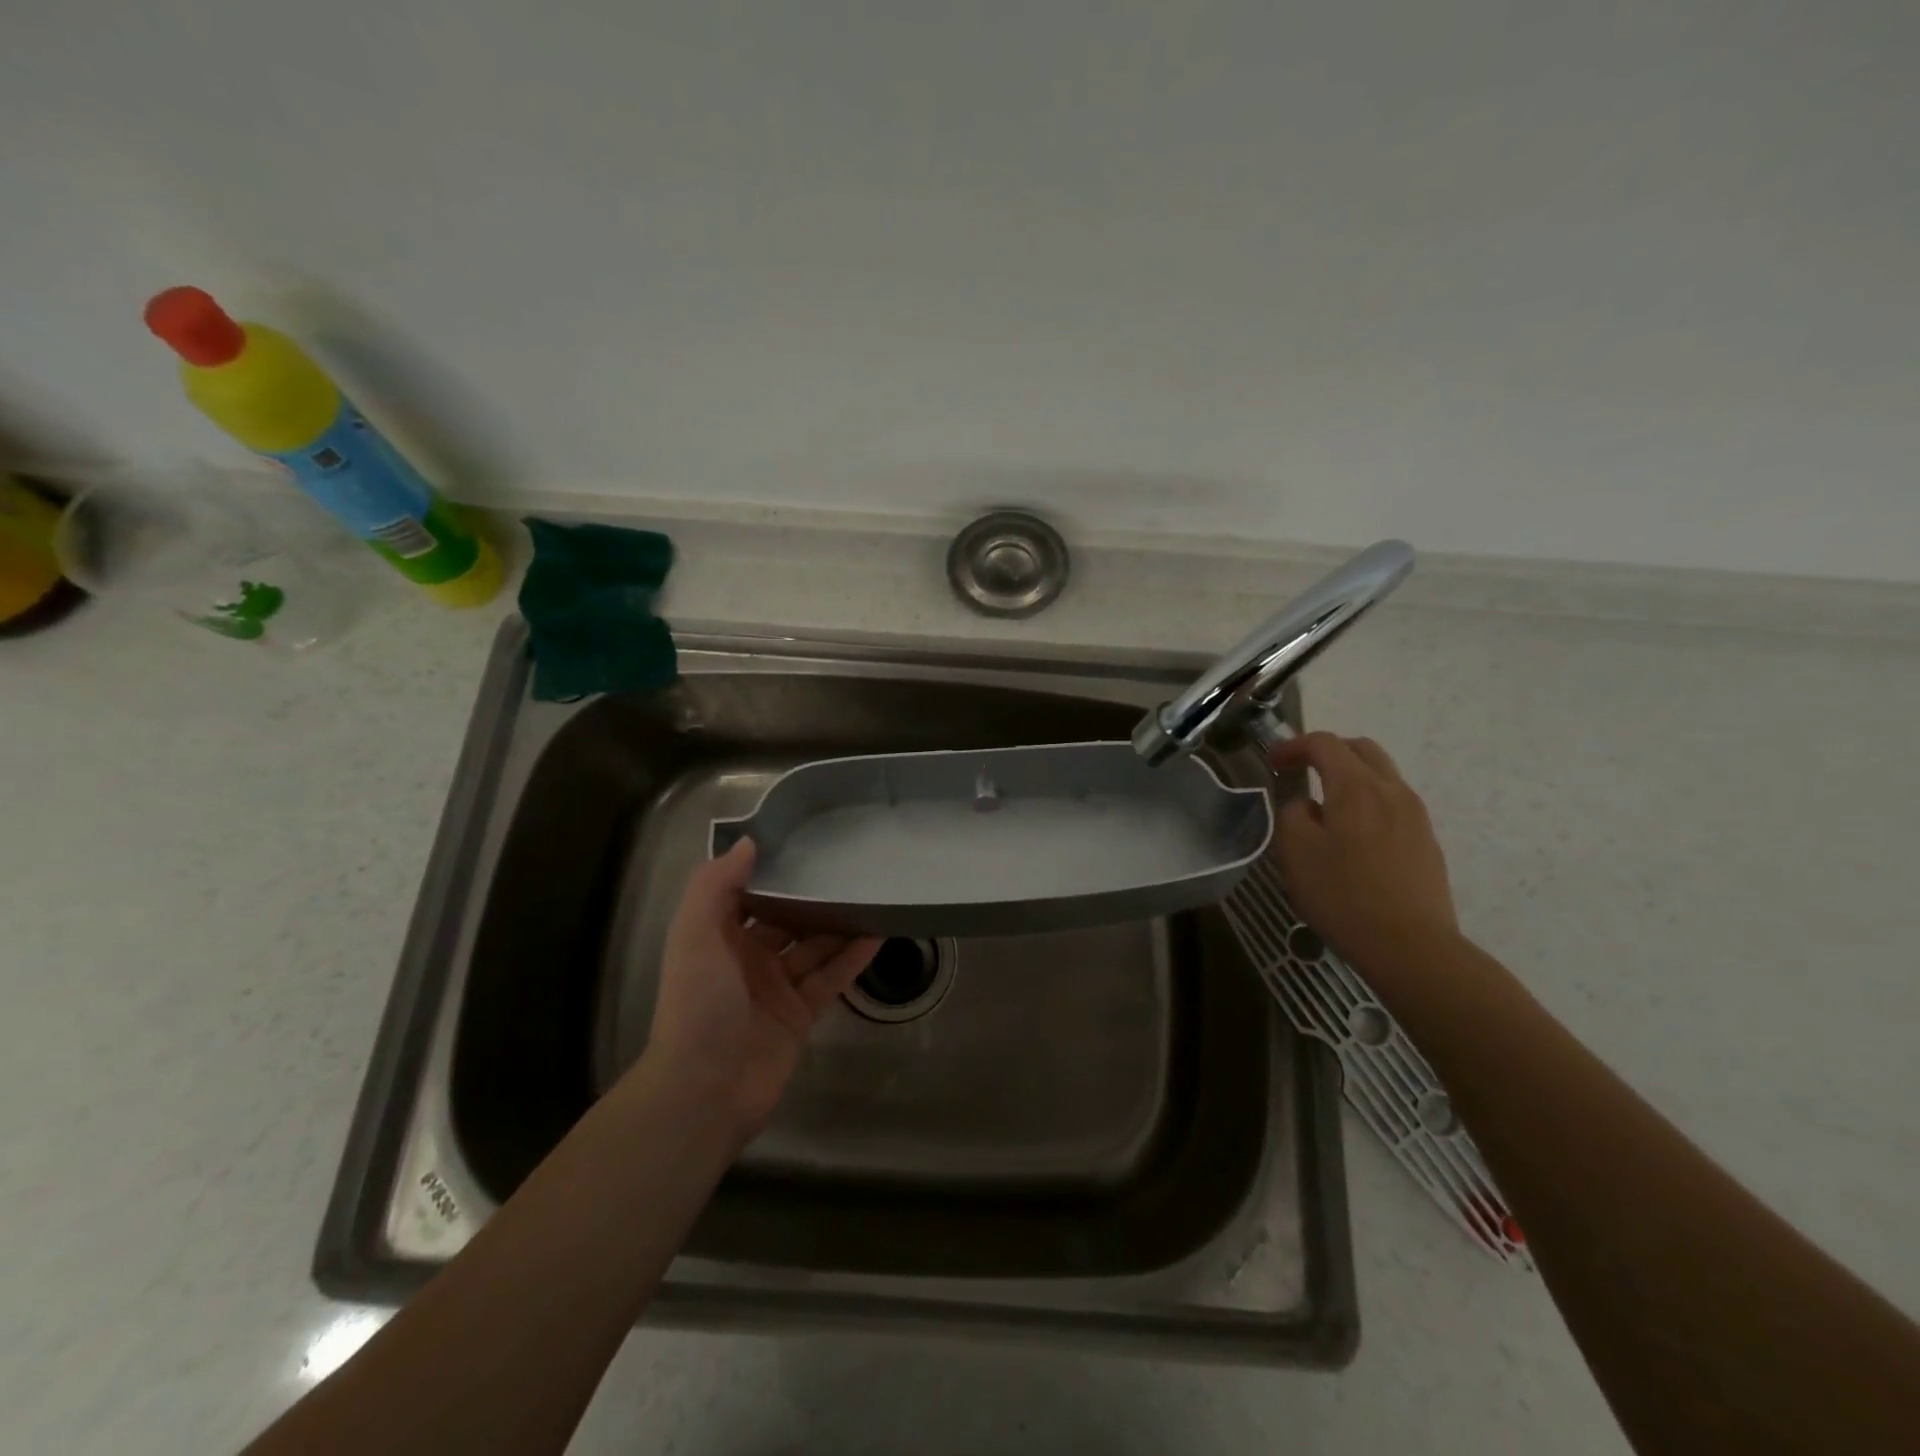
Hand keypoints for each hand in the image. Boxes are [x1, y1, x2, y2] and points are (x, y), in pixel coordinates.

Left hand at [644, 839, 880, 1142]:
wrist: (704, 1090)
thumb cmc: (698, 1004)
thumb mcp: (694, 934)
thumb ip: (715, 885)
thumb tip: (749, 843)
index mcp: (717, 937)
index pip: (747, 894)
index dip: (771, 871)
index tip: (804, 842)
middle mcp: (746, 958)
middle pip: (786, 918)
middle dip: (813, 896)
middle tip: (850, 866)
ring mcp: (775, 988)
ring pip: (813, 947)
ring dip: (839, 924)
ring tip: (873, 894)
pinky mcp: (800, 1015)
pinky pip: (830, 978)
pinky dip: (852, 958)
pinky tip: (877, 935)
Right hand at [1268, 732, 1460, 972]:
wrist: (1411, 946)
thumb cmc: (1343, 895)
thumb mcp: (1295, 851)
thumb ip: (1292, 813)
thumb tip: (1305, 804)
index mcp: (1356, 786)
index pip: (1324, 743)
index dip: (1293, 745)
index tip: (1273, 763)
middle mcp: (1391, 790)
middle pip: (1361, 749)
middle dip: (1327, 752)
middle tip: (1301, 772)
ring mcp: (1416, 815)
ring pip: (1382, 775)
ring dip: (1350, 776)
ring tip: (1326, 805)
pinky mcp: (1426, 840)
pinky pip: (1394, 802)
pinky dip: (1368, 801)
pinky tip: (1353, 835)